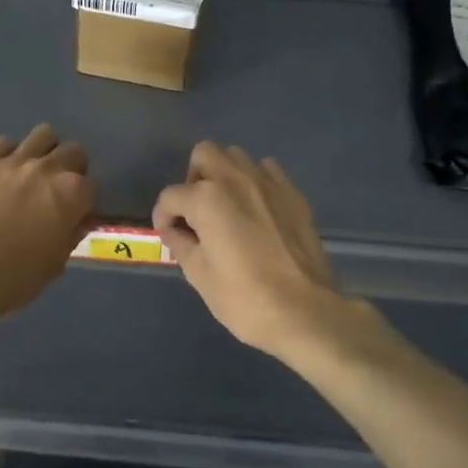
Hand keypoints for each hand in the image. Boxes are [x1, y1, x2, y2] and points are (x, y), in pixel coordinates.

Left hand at [0, 125, 97, 329]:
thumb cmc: (14, 278)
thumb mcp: (55, 264)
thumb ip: (71, 234)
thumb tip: (78, 219)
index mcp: (71, 194)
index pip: (93, 187)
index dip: (86, 203)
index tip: (77, 215)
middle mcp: (47, 169)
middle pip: (73, 152)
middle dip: (72, 169)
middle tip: (58, 190)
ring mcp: (13, 161)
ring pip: (43, 135)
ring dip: (45, 152)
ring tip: (34, 173)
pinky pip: (4, 145)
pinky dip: (9, 156)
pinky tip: (2, 176)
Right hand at [153, 142, 343, 360]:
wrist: (304, 312)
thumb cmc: (243, 298)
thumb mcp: (198, 275)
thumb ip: (181, 243)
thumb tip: (175, 230)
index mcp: (206, 198)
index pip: (170, 197)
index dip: (163, 217)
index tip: (169, 235)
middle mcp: (235, 179)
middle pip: (204, 155)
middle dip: (193, 179)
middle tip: (196, 212)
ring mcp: (268, 183)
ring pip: (237, 156)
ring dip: (224, 175)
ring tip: (227, 208)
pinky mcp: (293, 194)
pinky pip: (267, 171)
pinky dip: (255, 182)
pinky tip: (256, 210)